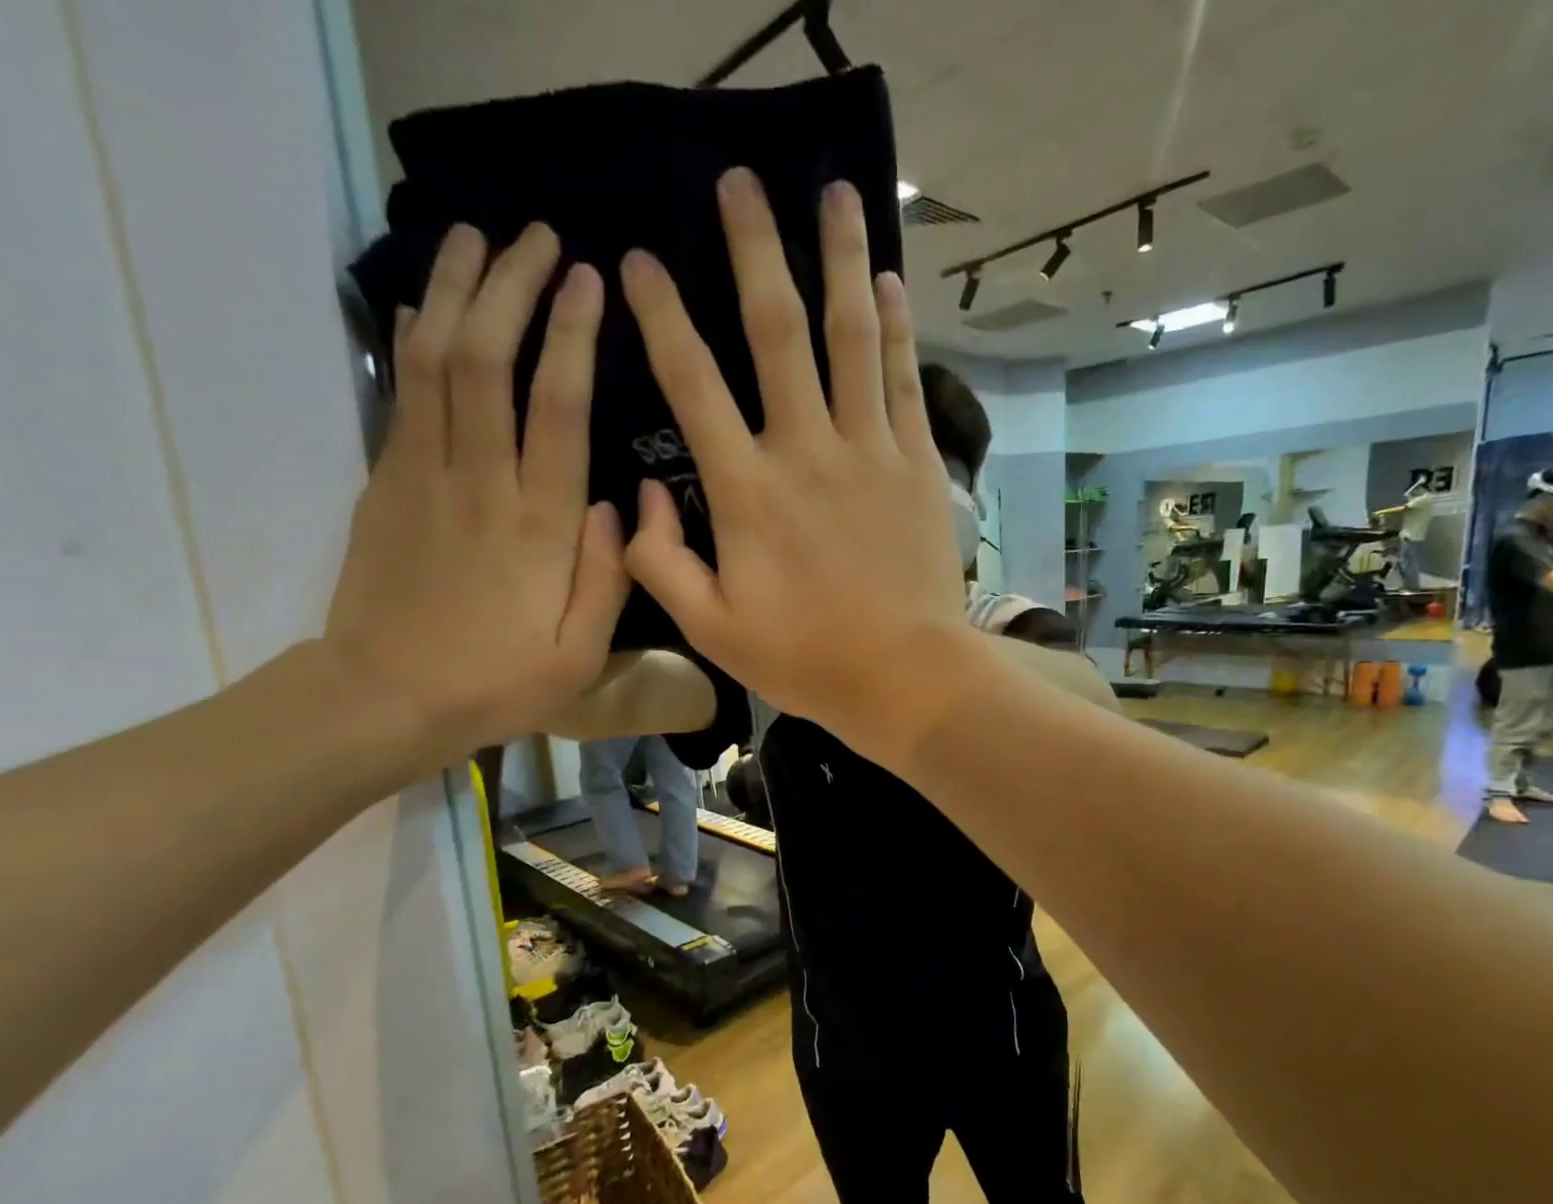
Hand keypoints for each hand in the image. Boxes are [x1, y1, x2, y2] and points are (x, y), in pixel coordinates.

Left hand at [324, 224, 627, 772]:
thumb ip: (608, 578)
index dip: (572, 336)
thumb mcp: (579, 655)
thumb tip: (619, 505)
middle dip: (512, 287)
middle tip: (537, 238)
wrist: (385, 697)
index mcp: (539, 526)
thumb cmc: (496, 682)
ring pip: (434, 359)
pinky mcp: (385, 480)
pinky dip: (414, 337)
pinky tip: (424, 303)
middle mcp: (480, 483)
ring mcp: (423, 475)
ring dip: (454, 291)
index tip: (587, 281)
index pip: (558, 407)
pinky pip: (402, 391)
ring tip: (474, 237)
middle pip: (489, 359)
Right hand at [619, 169, 970, 761]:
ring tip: (836, 192)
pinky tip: (887, 281)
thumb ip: (660, 562)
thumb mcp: (712, 629)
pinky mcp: (917, 465)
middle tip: (740, 180)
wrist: (904, 675)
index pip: (692, 383)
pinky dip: (896, 326)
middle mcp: (806, 451)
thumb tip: (635, 497)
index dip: (662, 316)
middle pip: (777, 330)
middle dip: (755, 248)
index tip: (641, 260)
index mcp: (746, 492)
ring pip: (852, 335)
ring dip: (840, 258)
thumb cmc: (805, 659)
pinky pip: (903, 380)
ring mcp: (869, 452)